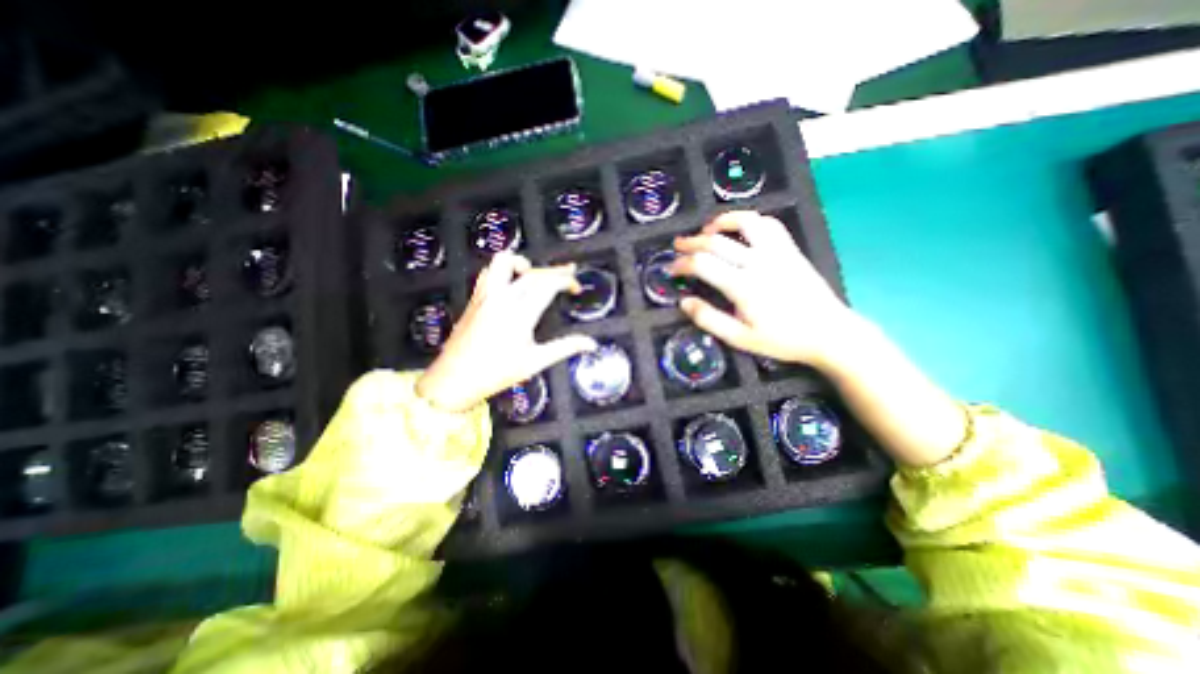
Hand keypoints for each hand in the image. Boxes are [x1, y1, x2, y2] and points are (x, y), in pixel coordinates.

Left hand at [418, 250, 599, 411]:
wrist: (454, 379)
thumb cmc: (496, 373)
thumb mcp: (535, 362)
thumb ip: (565, 348)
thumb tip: (591, 344)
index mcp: (520, 314)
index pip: (548, 284)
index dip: (567, 280)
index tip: (576, 287)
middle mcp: (503, 298)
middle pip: (533, 272)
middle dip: (555, 270)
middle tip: (569, 275)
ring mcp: (486, 296)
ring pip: (505, 262)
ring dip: (524, 263)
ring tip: (535, 273)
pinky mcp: (475, 299)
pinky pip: (489, 273)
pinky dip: (503, 270)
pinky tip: (510, 283)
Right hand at [672, 208, 857, 367]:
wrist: (829, 333)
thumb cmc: (782, 339)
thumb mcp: (740, 338)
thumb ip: (709, 319)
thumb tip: (684, 302)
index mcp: (743, 286)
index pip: (703, 264)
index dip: (682, 263)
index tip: (671, 268)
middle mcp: (758, 262)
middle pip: (717, 241)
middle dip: (692, 241)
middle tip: (678, 245)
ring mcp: (777, 252)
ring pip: (746, 222)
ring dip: (722, 221)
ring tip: (708, 229)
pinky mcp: (791, 249)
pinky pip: (769, 225)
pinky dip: (750, 221)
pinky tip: (741, 229)